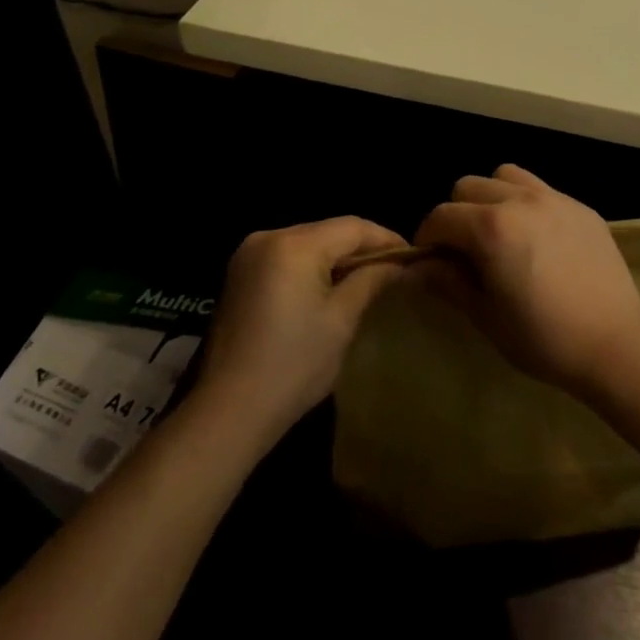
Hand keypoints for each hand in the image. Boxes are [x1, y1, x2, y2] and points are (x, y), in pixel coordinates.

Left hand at [195, 217, 407, 440]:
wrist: (226, 412)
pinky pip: (287, 257)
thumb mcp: (341, 321)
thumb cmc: (292, 366)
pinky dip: (311, 266)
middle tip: (392, 269)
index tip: (412, 256)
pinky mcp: (239, 274)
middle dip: (361, 247)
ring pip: (308, 242)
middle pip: (328, 230)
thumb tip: (400, 265)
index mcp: (294, 244)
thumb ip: (371, 280)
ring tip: (366, 278)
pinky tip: (328, 288)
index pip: (352, 227)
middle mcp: (268, 236)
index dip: (385, 238)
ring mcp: (248, 254)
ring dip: (336, 257)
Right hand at [412, 165, 639, 396]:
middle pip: (469, 186)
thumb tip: (415, 268)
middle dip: (457, 214)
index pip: (441, 216)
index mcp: (492, 228)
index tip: (432, 261)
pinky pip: (540, 189)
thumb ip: (448, 283)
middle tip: (466, 250)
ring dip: (492, 198)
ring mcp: (554, 198)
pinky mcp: (580, 206)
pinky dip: (526, 203)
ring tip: (501, 234)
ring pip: (505, 176)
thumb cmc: (544, 338)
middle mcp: (520, 200)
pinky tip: (538, 240)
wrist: (616, 343)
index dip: (428, 238)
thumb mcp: (486, 316)